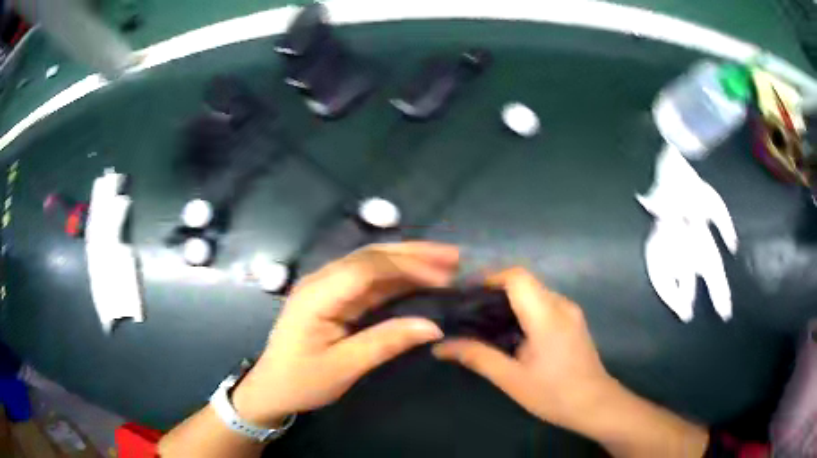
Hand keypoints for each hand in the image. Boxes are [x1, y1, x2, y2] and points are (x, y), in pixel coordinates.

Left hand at [233, 242, 458, 426]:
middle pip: (371, 256)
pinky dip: (397, 277)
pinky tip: (419, 278)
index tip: (444, 277)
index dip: (408, 267)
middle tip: (454, 256)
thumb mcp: (343, 368)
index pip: (367, 268)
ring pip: (372, 262)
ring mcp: (327, 286)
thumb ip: (385, 342)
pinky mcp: (334, 296)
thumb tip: (433, 326)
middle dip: (413, 253)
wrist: (272, 388)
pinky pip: (369, 279)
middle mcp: (321, 280)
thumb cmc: (302, 381)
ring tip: (445, 261)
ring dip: (408, 260)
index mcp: (317, 295)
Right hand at [432, 267, 614, 433]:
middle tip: (468, 311)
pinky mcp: (573, 321)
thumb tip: (441, 347)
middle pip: (524, 282)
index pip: (517, 277)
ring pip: (534, 292)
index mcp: (547, 316)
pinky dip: (523, 309)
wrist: (596, 405)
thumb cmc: (554, 394)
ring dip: (509, 300)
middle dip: (494, 290)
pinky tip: (511, 332)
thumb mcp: (512, 380)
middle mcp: (561, 305)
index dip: (489, 277)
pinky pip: (544, 303)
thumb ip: (478, 358)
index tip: (465, 293)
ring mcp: (570, 312)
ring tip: (484, 321)